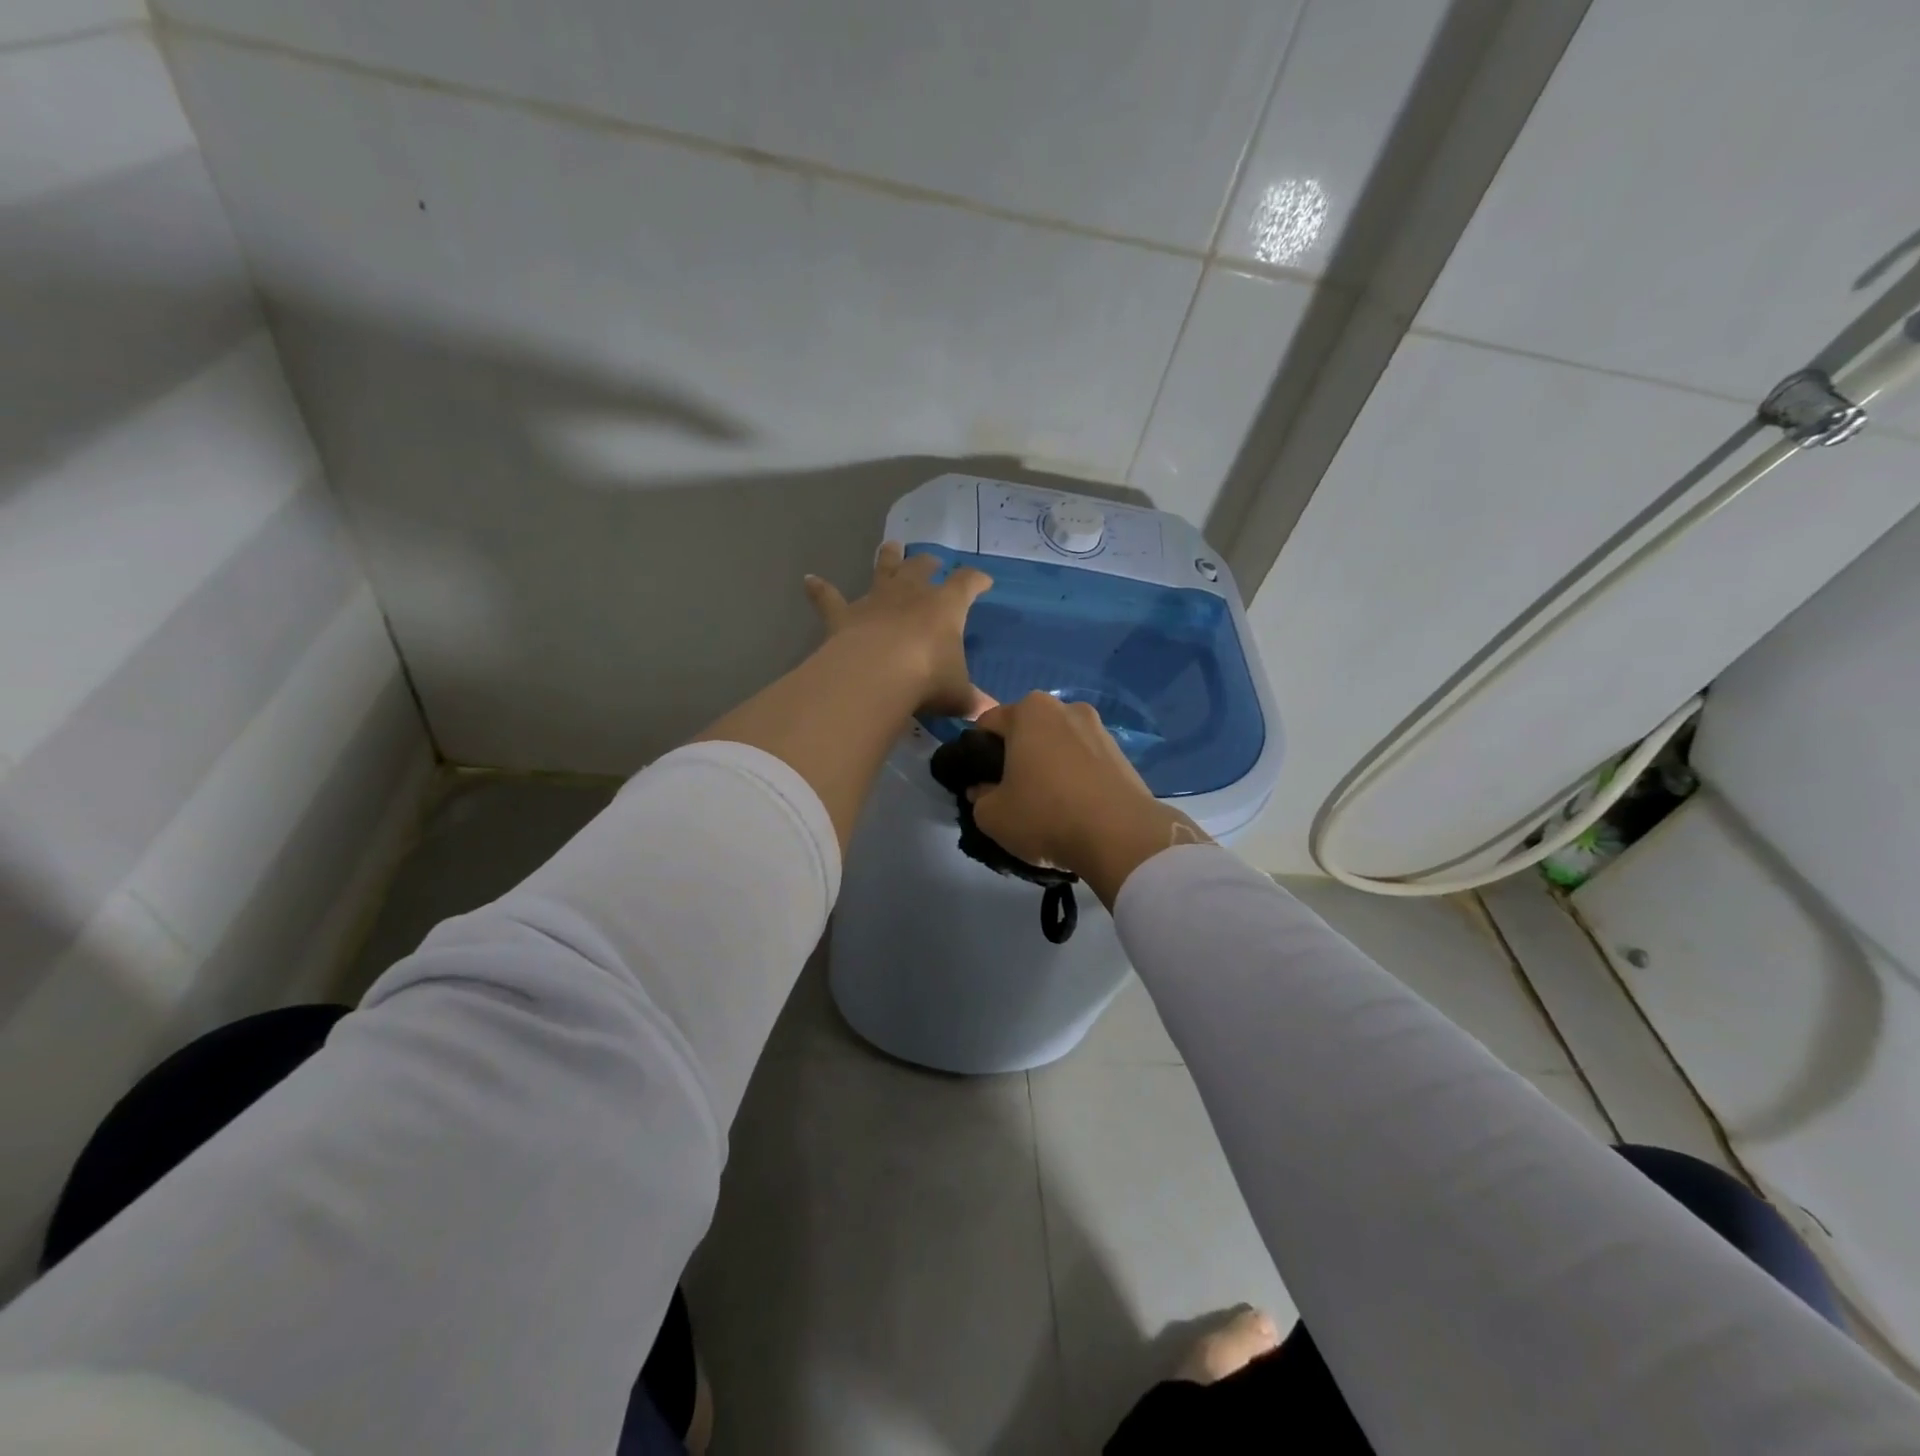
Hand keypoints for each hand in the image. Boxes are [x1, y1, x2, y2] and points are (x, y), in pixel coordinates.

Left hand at [804, 543, 993, 718]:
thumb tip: (987, 711)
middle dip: (929, 563)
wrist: (876, 675)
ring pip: (883, 570)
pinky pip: (829, 599)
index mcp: (946, 606)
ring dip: (887, 558)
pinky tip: (809, 580)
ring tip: (891, 546)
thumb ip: (971, 700)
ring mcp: (875, 601)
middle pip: (921, 568)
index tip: (984, 582)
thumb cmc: (927, 678)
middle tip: (933, 561)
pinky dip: (819, 590)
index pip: (967, 584)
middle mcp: (911, 594)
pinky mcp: (844, 616)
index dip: (977, 581)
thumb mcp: (958, 694)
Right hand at [969, 691, 1208, 906]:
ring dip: (1048, 765)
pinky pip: (1085, 761)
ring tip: (1048, 804)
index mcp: (1029, 710)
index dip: (977, 753)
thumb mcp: (992, 815)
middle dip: (1016, 755)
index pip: (987, 724)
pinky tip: (1076, 807)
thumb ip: (979, 796)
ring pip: (1059, 745)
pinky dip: (1076, 777)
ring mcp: (1099, 729)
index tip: (980, 782)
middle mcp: (1066, 708)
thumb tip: (983, 789)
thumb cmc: (1046, 816)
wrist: (1121, 837)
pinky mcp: (1123, 754)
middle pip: (1027, 730)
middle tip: (1012, 793)